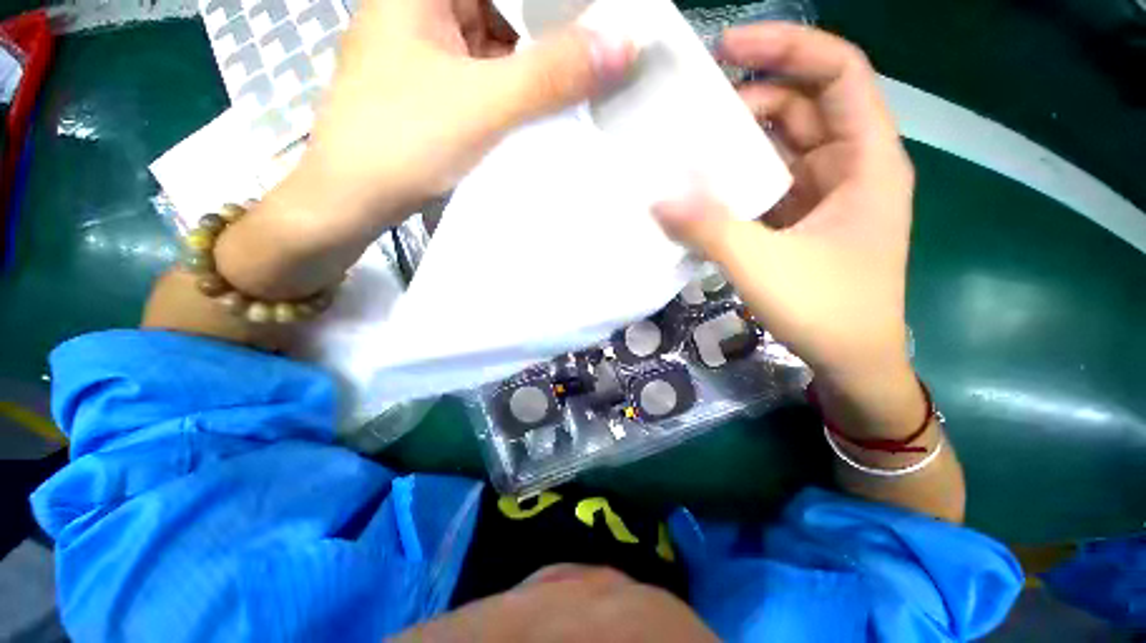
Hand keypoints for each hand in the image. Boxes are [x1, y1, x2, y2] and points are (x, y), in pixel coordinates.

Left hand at [299, 0, 632, 224]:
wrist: (352, 200)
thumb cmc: (403, 142)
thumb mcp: (484, 105)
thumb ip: (552, 75)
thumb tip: (624, 45)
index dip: (560, 2)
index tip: (603, 17)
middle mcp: (425, 6)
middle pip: (507, 5)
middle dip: (552, 33)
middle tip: (602, 52)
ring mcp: (430, 48)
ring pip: (500, 43)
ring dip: (538, 66)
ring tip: (581, 84)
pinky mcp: (436, 86)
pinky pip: (489, 75)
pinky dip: (517, 89)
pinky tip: (543, 107)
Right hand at [654, 23, 919, 422]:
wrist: (852, 362)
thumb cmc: (827, 312)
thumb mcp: (763, 266)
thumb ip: (710, 228)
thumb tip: (657, 198)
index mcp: (867, 160)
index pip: (838, 73)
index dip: (788, 46)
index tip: (729, 45)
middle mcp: (850, 167)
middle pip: (803, 106)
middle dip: (751, 98)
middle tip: (694, 114)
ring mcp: (826, 195)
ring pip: (783, 146)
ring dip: (738, 144)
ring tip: (690, 150)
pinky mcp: (803, 220)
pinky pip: (770, 182)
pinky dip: (738, 179)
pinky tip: (705, 190)